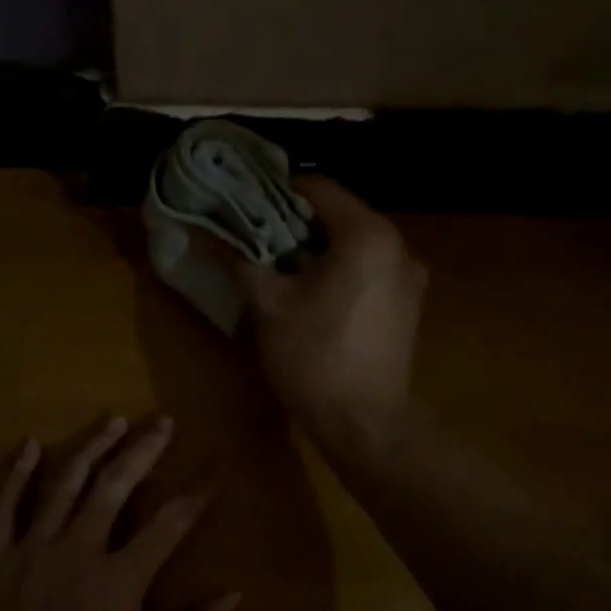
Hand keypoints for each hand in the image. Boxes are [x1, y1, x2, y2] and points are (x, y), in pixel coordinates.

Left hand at [0, 415, 240, 610]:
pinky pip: (3, 506)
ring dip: (90, 448)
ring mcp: (31, 549)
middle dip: (143, 450)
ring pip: (63, 483)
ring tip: (113, 421)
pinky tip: (28, 444)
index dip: (199, 489)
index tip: (218, 462)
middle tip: (163, 422)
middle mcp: (77, 550)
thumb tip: (234, 595)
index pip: (171, 521)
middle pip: (115, 486)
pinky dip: (15, 473)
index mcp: (119, 579)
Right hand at [226, 177, 426, 450]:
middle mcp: (398, 245)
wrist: (365, 422)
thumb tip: (201, 233)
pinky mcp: (408, 302)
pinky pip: (369, 268)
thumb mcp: (269, 305)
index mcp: (367, 235)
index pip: (319, 188)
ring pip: (355, 243)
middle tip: (255, 237)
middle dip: (295, 222)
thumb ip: (239, 260)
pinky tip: (312, 293)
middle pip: (339, 214)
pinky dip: (340, 268)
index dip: (277, 191)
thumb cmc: (314, 357)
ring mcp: (409, 275)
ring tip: (279, 266)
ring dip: (317, 247)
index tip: (245, 204)